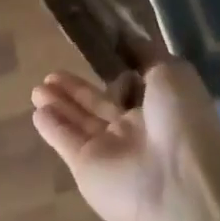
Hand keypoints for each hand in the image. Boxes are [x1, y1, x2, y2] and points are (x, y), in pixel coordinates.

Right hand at [30, 63, 219, 220]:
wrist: (176, 181)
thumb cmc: (181, 119)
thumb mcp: (172, 73)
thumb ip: (147, 56)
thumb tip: (130, 39)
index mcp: (160, 106)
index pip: (133, 86)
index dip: (115, 72)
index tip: (95, 54)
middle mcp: (135, 129)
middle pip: (100, 104)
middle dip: (77, 89)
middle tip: (52, 73)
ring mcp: (110, 150)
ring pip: (81, 122)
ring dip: (61, 104)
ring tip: (37, 88)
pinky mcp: (87, 169)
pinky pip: (68, 142)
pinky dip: (53, 128)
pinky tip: (38, 112)